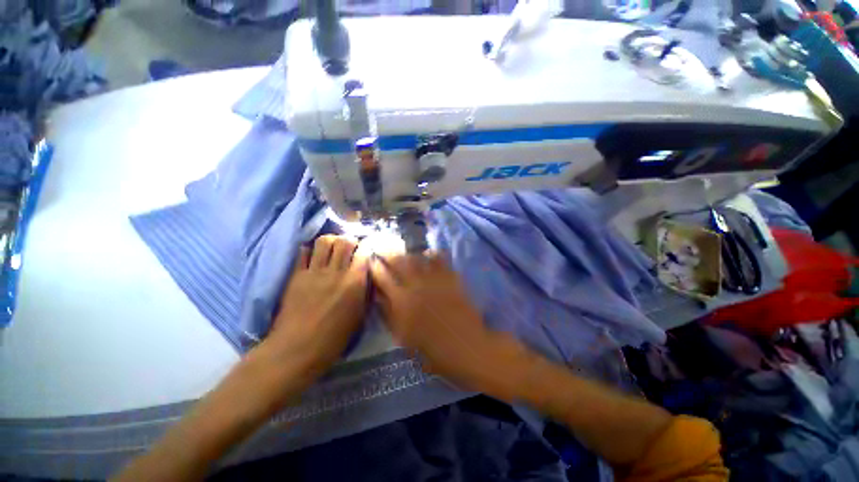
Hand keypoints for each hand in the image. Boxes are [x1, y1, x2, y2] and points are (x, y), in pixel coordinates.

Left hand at [266, 234, 370, 375]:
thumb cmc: (334, 338)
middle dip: (350, 240)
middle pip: (344, 242)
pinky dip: (310, 250)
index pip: (364, 252)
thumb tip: (367, 276)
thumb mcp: (360, 316)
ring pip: (324, 242)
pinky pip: (303, 253)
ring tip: (333, 248)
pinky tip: (314, 256)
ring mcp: (314, 272)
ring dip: (331, 241)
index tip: (367, 248)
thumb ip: (365, 292)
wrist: (297, 350)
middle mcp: (336, 272)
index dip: (367, 246)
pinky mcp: (296, 276)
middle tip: (351, 247)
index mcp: (355, 283)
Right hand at [370, 252, 522, 395]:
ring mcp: (435, 279)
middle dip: (390, 255)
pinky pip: (440, 259)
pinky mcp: (451, 278)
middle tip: (387, 253)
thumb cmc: (433, 351)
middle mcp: (416, 285)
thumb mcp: (404, 339)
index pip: (383, 278)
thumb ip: (389, 315)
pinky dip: (433, 254)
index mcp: (402, 301)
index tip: (371, 261)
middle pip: (400, 262)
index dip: (375, 267)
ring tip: (406, 254)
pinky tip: (429, 255)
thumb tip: (379, 297)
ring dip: (410, 254)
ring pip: (418, 257)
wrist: (467, 348)